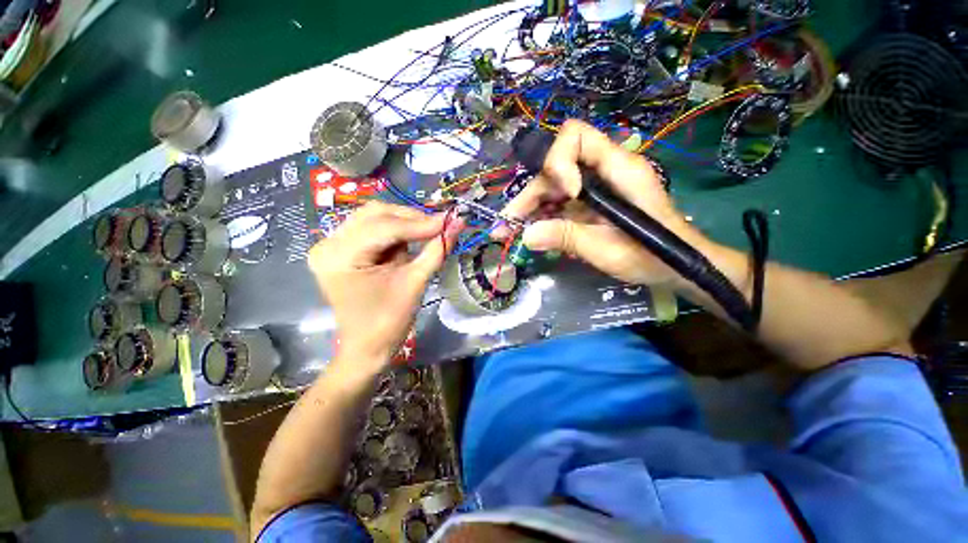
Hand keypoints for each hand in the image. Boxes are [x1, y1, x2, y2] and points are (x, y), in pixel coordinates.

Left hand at [308, 202, 462, 373]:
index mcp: (339, 257)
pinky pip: (372, 228)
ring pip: (375, 217)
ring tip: (429, 233)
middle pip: (375, 214)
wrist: (367, 347)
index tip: (450, 220)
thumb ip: (436, 250)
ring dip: (405, 223)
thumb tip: (457, 224)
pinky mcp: (342, 249)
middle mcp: (328, 244)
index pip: (384, 228)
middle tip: (440, 226)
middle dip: (412, 219)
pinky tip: (412, 239)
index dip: (420, 223)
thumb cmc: (388, 323)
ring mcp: (332, 245)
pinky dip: (396, 231)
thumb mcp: (415, 283)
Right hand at [500, 120, 709, 287]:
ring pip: (554, 185)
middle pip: (556, 166)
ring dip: (531, 206)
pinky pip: (560, 202)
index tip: (562, 195)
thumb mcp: (608, 250)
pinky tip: (531, 230)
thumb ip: (568, 238)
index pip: (576, 137)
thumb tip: (526, 236)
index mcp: (618, 169)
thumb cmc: (652, 256)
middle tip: (509, 222)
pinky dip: (543, 215)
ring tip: (511, 230)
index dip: (559, 162)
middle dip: (531, 193)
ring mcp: (596, 187)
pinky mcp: (591, 203)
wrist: (675, 266)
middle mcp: (604, 170)